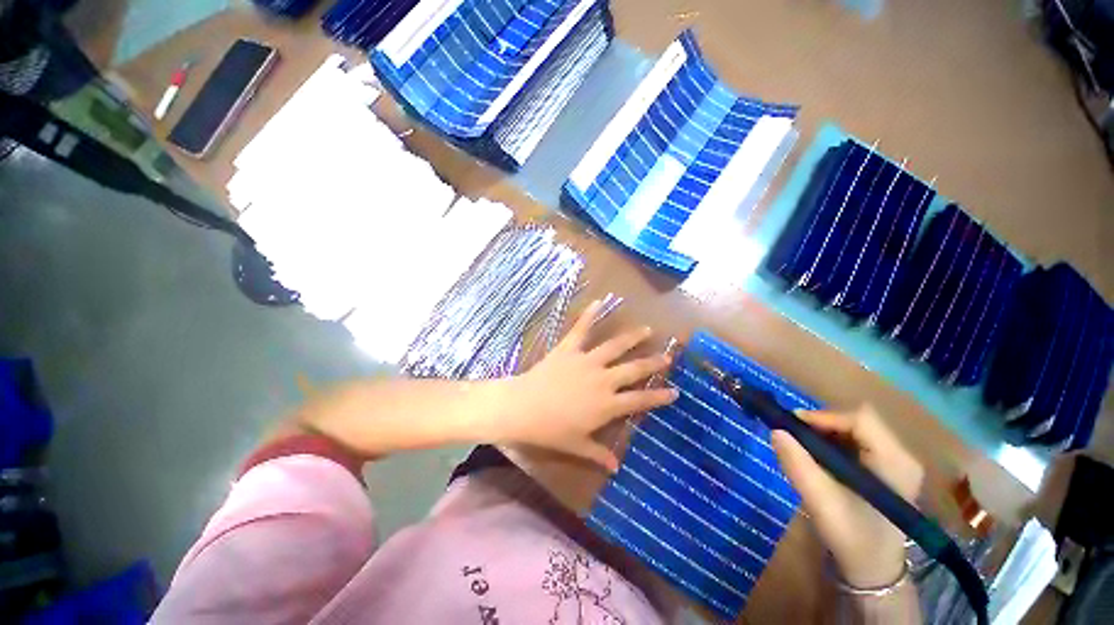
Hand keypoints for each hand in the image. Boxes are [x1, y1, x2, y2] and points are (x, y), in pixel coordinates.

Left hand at [492, 300, 678, 471]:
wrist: (523, 407)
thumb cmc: (550, 430)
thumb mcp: (576, 446)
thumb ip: (598, 455)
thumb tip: (616, 468)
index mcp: (607, 405)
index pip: (639, 401)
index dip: (659, 397)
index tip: (675, 392)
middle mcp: (603, 379)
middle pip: (633, 370)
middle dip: (652, 363)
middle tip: (667, 356)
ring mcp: (587, 361)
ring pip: (615, 346)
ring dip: (632, 337)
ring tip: (646, 329)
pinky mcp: (569, 349)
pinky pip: (581, 329)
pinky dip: (589, 314)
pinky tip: (599, 301)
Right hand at [770, 405, 923, 588]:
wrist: (873, 570)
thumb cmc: (852, 537)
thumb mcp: (821, 502)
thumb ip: (798, 465)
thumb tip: (776, 431)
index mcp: (895, 462)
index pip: (860, 419)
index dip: (824, 417)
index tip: (792, 426)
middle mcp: (901, 456)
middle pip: (857, 421)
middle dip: (821, 425)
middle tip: (793, 437)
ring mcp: (895, 462)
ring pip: (854, 430)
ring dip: (824, 434)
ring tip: (802, 448)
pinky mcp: (885, 469)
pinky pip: (854, 443)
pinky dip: (831, 444)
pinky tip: (817, 458)